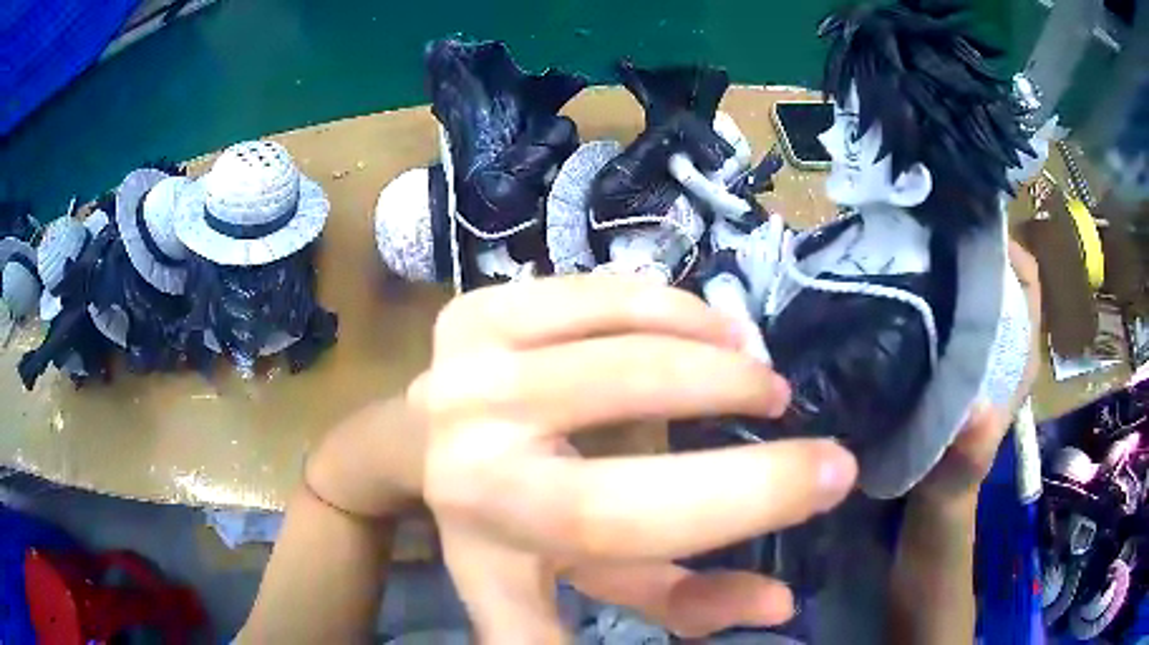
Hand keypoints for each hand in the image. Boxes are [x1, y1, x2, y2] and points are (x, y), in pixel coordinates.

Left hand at [410, 275, 857, 640]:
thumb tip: (779, 604)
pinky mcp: (473, 311)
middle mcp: (470, 435)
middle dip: (729, 394)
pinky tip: (696, 325)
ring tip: (747, 360)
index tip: (835, 474)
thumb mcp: (583, 587)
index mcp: (496, 527)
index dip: (745, 502)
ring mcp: (464, 359)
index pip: (626, 519)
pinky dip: (661, 304)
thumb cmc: (505, 535)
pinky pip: (594, 290)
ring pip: (618, 327)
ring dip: (703, 340)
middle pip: (628, 394)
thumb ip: (678, 602)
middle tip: (783, 399)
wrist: (417, 454)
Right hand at [910, 239, 1042, 508]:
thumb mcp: (965, 469)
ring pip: (969, 281)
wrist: (930, 493)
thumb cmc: (954, 479)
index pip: (1026, 279)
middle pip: (996, 269)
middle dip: (968, 243)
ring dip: (945, 260)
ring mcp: (977, 339)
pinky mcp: (950, 345)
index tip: (968, 227)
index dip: (1006, 247)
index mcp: (1021, 352)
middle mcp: (1004, 334)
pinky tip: (897, 281)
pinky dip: (928, 284)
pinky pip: (944, 301)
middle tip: (925, 227)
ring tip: (906, 245)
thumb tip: (974, 410)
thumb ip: (973, 446)